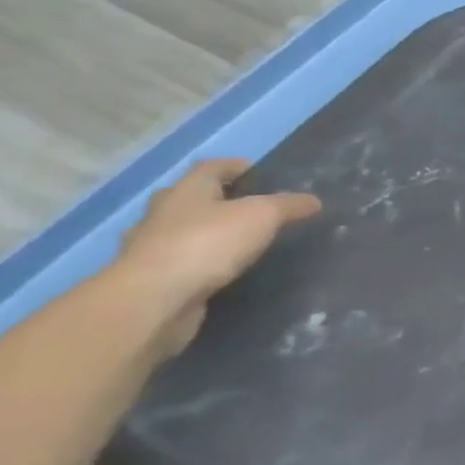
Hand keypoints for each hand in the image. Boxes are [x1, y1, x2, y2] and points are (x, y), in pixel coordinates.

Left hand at [116, 158, 320, 358]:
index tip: (252, 169)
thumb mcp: (263, 216)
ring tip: (236, 239)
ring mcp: (151, 247)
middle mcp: (163, 213)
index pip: (209, 168)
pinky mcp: (152, 278)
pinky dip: (199, 260)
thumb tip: (313, 201)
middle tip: (245, 204)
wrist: (154, 298)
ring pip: (181, 230)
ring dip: (204, 231)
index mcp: (187, 191)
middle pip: (189, 197)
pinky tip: (219, 269)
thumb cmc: (208, 243)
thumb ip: (288, 205)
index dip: (232, 166)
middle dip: (214, 197)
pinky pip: (181, 260)